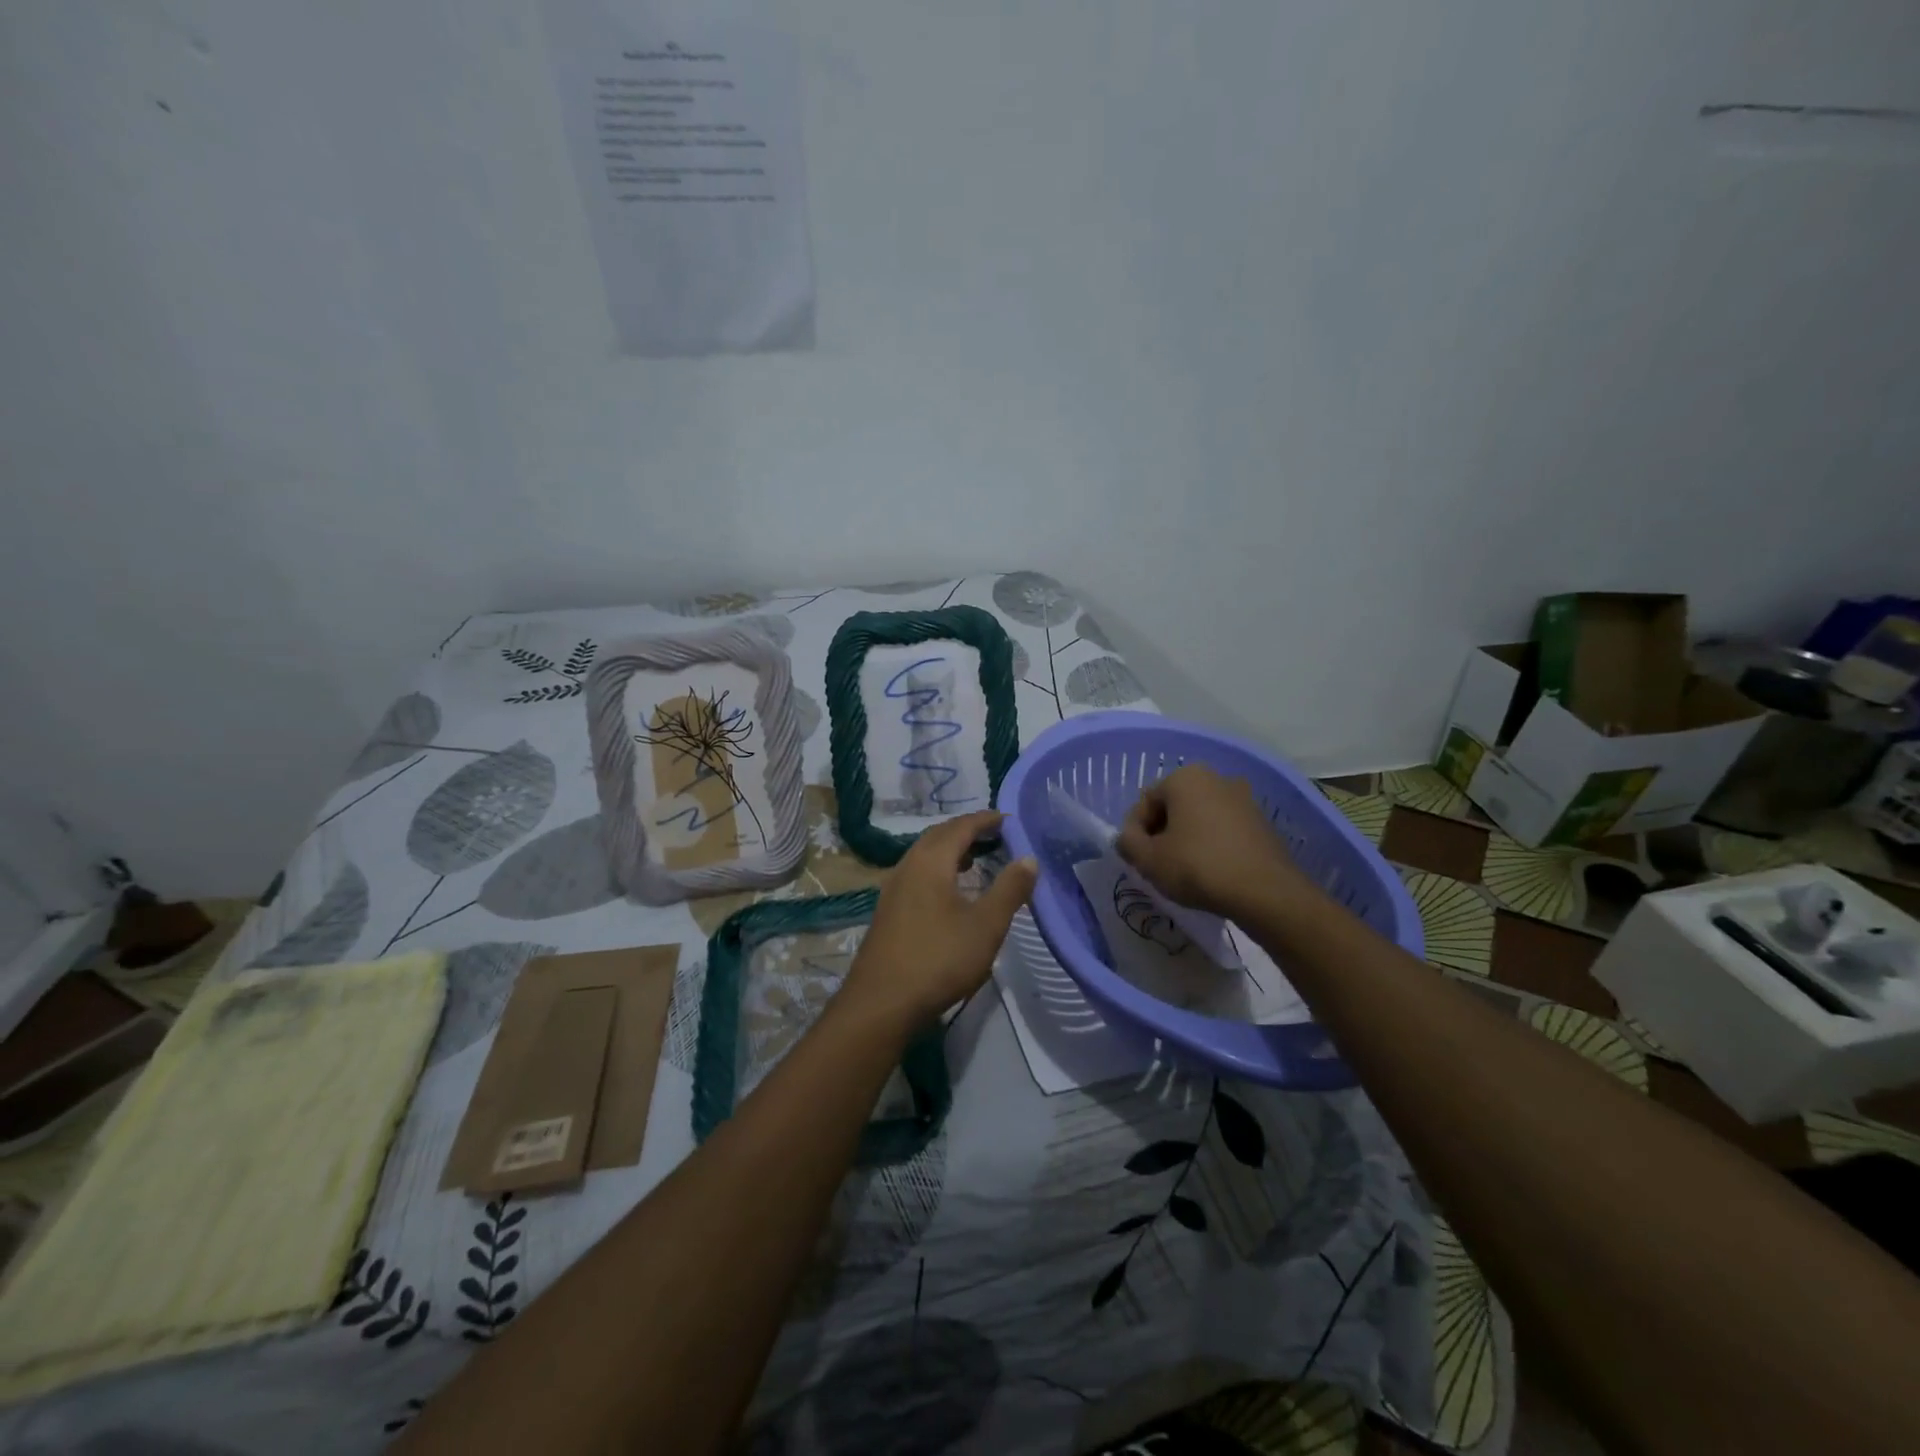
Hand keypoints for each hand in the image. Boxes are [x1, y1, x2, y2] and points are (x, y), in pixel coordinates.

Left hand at [840, 811, 1036, 1028]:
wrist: (882, 1002)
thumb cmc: (939, 959)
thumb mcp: (986, 925)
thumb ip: (1010, 889)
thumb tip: (1029, 858)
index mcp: (930, 861)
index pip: (960, 826)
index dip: (985, 820)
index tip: (1008, 819)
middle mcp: (907, 866)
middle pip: (938, 835)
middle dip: (967, 830)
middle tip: (995, 835)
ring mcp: (893, 888)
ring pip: (924, 855)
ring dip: (951, 850)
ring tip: (976, 859)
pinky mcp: (888, 910)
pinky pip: (917, 873)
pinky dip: (938, 868)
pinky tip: (950, 891)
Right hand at [1116, 765, 1312, 917]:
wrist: (1265, 892)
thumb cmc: (1198, 867)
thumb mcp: (1149, 859)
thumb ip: (1127, 843)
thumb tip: (1127, 838)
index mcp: (1185, 777)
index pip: (1145, 801)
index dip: (1135, 832)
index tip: (1136, 859)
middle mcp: (1215, 778)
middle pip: (1173, 807)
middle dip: (1161, 833)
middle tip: (1157, 865)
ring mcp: (1243, 798)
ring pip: (1199, 818)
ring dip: (1186, 839)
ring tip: (1183, 871)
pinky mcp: (1261, 822)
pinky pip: (1223, 829)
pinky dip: (1211, 845)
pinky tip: (1210, 872)